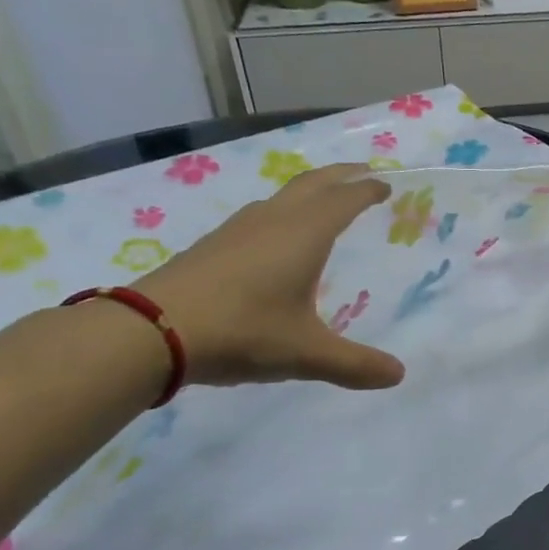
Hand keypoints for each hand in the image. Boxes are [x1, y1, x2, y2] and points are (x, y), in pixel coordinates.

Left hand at [135, 164, 404, 389]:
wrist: (150, 330)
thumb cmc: (242, 331)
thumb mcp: (306, 353)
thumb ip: (354, 364)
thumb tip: (398, 375)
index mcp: (305, 234)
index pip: (345, 199)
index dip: (367, 191)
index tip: (385, 186)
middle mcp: (274, 220)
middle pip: (314, 183)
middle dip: (342, 175)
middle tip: (364, 174)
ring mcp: (238, 229)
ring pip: (283, 196)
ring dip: (310, 191)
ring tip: (324, 203)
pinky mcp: (214, 244)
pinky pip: (261, 215)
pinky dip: (284, 212)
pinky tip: (276, 239)